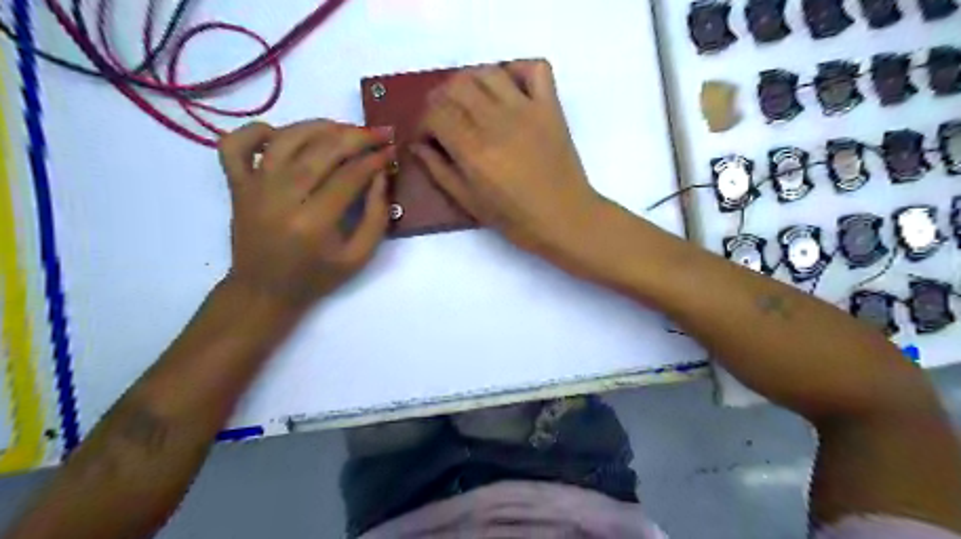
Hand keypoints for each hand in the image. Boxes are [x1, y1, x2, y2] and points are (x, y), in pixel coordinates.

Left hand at [218, 120, 393, 309]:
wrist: (263, 291)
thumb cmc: (316, 277)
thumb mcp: (359, 258)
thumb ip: (376, 217)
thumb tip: (381, 176)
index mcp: (313, 223)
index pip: (349, 176)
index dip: (374, 160)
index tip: (391, 151)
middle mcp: (281, 198)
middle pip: (321, 151)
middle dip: (355, 137)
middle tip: (377, 133)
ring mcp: (254, 188)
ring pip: (286, 139)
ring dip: (319, 126)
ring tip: (343, 129)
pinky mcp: (237, 185)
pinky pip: (235, 144)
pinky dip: (256, 130)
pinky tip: (281, 135)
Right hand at [413, 60, 607, 265]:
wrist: (564, 218)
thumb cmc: (515, 219)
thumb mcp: (469, 203)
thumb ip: (439, 171)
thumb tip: (418, 145)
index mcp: (473, 150)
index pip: (436, 113)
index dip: (424, 122)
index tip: (428, 137)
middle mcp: (497, 122)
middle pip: (457, 86)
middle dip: (442, 99)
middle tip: (446, 119)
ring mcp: (527, 110)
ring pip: (489, 72)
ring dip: (472, 81)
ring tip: (472, 102)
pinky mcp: (551, 107)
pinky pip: (535, 69)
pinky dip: (518, 70)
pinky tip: (509, 89)